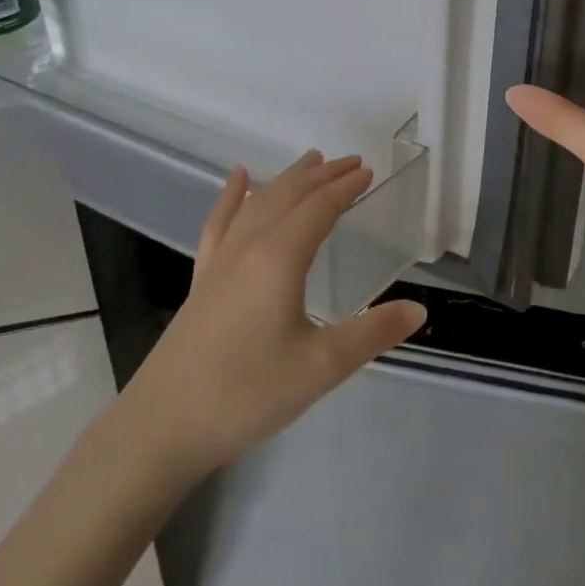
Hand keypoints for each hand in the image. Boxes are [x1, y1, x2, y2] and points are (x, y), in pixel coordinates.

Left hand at [122, 152, 426, 475]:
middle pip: (289, 195)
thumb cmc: (248, 392)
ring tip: (309, 162)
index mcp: (280, 257)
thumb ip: (373, 334)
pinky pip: (220, 222)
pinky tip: (238, 179)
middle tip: (350, 162)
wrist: (164, 423)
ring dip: (287, 179)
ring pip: (258, 202)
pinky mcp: (202, 278)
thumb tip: (420, 310)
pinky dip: (232, 195)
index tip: (369, 172)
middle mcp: (249, 246)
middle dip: (322, 175)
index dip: (345, 187)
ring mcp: (220, 259)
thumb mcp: (321, 367)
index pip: (319, 208)